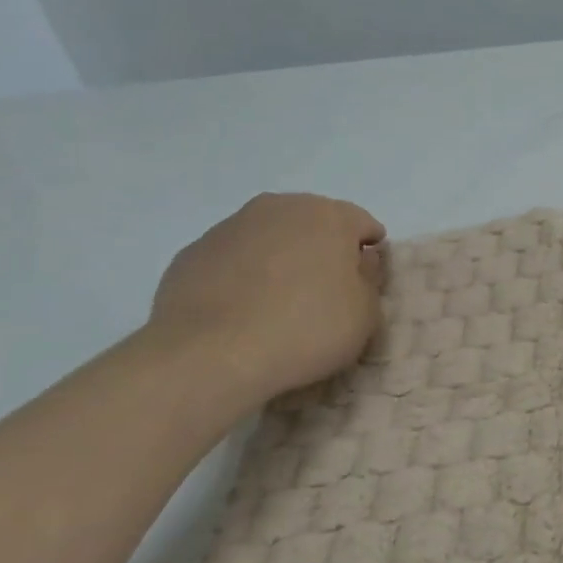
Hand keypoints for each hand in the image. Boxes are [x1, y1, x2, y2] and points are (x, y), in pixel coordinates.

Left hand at [148, 193, 385, 398]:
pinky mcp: (193, 252)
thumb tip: (360, 261)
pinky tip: (243, 311)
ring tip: (279, 303)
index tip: (365, 282)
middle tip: (325, 291)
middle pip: (314, 223)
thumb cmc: (306, 329)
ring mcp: (231, 226)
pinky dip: (244, 275)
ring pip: (271, 237)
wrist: (210, 355)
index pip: (363, 224)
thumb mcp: (365, 315)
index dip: (369, 253)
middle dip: (323, 250)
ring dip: (281, 259)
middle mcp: (280, 207)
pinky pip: (234, 259)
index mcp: (329, 216)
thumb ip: (369, 280)